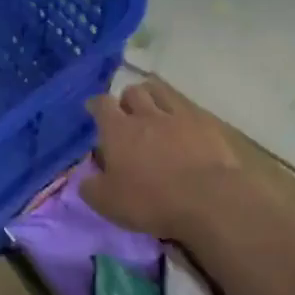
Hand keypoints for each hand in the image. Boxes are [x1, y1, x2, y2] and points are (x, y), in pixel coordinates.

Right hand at [81, 79, 244, 239]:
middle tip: (127, 116)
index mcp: (118, 131)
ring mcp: (178, 115)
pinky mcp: (206, 123)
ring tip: (153, 111)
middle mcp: (146, 115)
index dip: (96, 105)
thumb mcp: (107, 203)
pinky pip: (188, 107)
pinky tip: (183, 126)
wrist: (208, 199)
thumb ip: (91, 187)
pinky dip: (180, 112)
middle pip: (133, 91)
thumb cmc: (151, 201)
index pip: (102, 104)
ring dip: (153, 97)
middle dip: (127, 100)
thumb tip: (86, 178)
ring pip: (161, 91)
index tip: (94, 111)